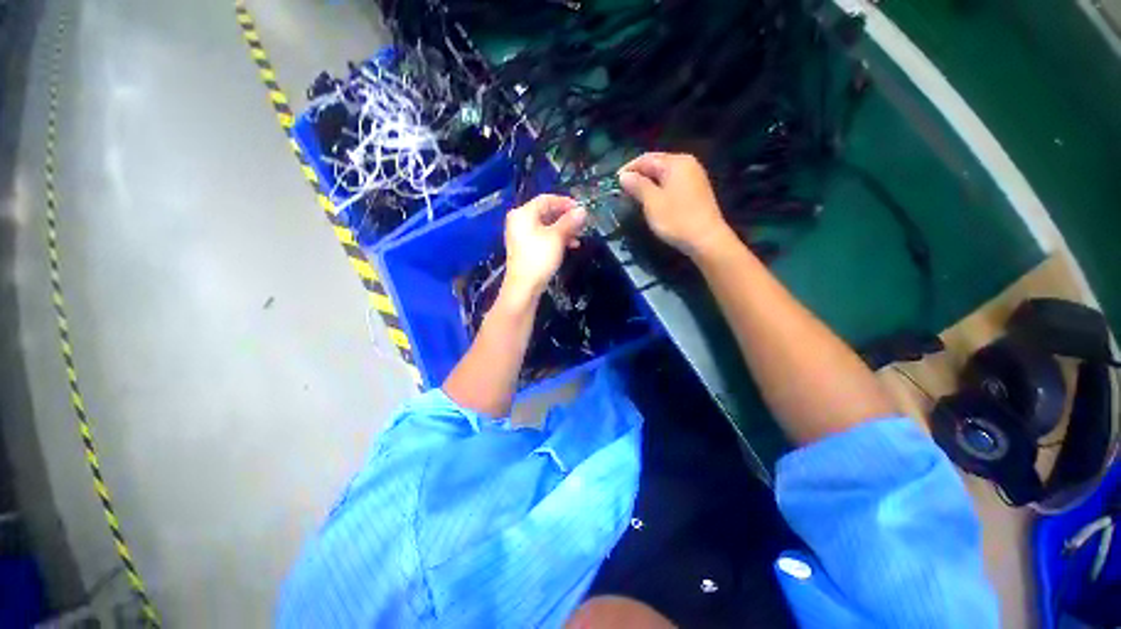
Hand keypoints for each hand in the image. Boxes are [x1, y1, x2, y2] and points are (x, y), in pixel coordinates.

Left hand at [502, 194, 587, 302]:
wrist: (524, 287)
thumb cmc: (539, 258)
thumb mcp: (557, 237)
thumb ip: (570, 221)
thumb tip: (582, 210)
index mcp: (523, 213)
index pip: (546, 199)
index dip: (565, 202)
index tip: (581, 209)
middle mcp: (519, 221)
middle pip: (546, 212)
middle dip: (566, 218)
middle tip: (582, 223)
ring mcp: (521, 235)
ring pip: (546, 226)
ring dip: (563, 229)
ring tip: (578, 236)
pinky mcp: (525, 248)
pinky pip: (542, 237)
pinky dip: (556, 239)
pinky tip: (570, 245)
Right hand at [618, 152, 735, 258]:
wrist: (706, 239)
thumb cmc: (676, 219)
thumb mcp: (652, 202)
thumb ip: (637, 185)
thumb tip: (624, 175)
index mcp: (676, 162)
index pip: (646, 158)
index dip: (629, 168)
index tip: (615, 181)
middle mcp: (687, 164)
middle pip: (657, 163)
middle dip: (639, 174)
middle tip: (623, 188)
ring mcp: (694, 177)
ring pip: (665, 174)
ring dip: (649, 181)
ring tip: (634, 194)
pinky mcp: (697, 190)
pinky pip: (673, 182)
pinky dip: (660, 187)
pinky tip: (652, 199)